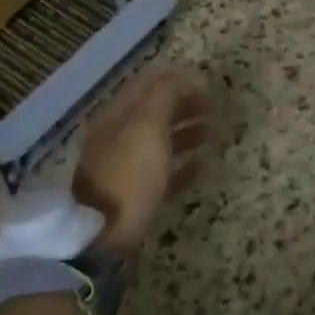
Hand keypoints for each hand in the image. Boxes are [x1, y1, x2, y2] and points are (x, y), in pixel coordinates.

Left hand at [74, 64, 209, 255]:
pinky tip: (201, 166)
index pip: (146, 85)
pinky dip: (182, 165)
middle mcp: (117, 137)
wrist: (99, 239)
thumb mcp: (147, 128)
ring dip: (187, 132)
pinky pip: (162, 173)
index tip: (204, 81)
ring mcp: (123, 168)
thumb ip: (163, 97)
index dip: (174, 79)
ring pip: (159, 141)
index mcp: (116, 117)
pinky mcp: (132, 197)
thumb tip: (178, 74)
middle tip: (214, 107)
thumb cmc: (127, 177)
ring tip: (213, 133)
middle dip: (183, 105)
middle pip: (154, 112)